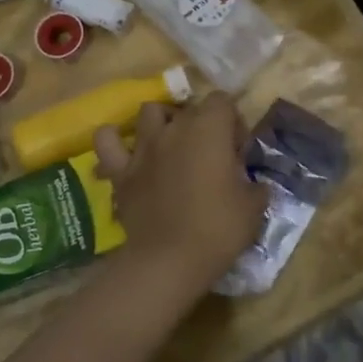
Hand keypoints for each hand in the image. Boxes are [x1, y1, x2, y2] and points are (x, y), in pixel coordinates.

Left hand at [92, 92, 266, 295]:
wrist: (169, 260)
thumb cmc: (218, 229)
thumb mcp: (254, 207)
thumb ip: (255, 185)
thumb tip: (253, 183)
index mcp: (209, 129)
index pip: (222, 101)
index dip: (233, 121)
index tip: (237, 151)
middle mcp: (174, 128)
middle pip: (190, 109)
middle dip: (203, 125)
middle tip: (211, 157)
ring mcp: (143, 147)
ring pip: (149, 112)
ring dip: (162, 122)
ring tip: (171, 145)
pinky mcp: (121, 170)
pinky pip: (107, 140)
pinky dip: (114, 139)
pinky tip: (125, 150)